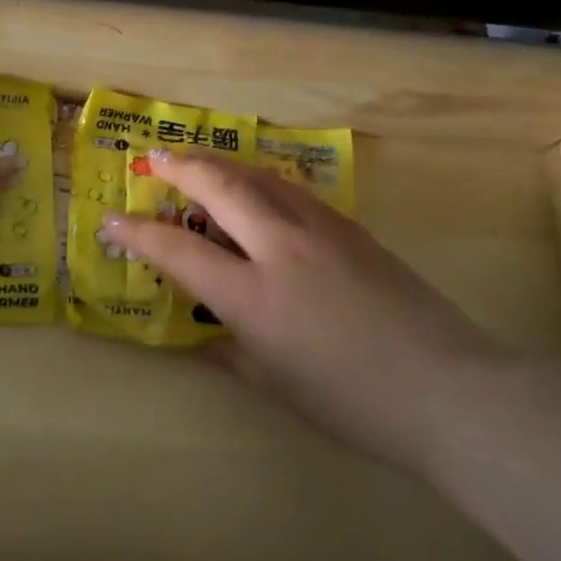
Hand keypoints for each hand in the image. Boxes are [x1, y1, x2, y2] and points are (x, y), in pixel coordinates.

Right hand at [100, 149, 511, 470]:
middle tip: (156, 159)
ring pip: (259, 178)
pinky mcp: (351, 228)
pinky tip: (256, 187)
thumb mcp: (274, 384)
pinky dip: (260, 180)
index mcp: (252, 296)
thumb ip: (228, 353)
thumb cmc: (352, 402)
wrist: (449, 390)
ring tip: (198, 162)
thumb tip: (202, 338)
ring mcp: (319, 230)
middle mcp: (279, 248)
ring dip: (221, 164)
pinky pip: (292, 191)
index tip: (111, 222)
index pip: (178, 250)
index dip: (138, 232)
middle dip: (181, 168)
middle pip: (219, 187)